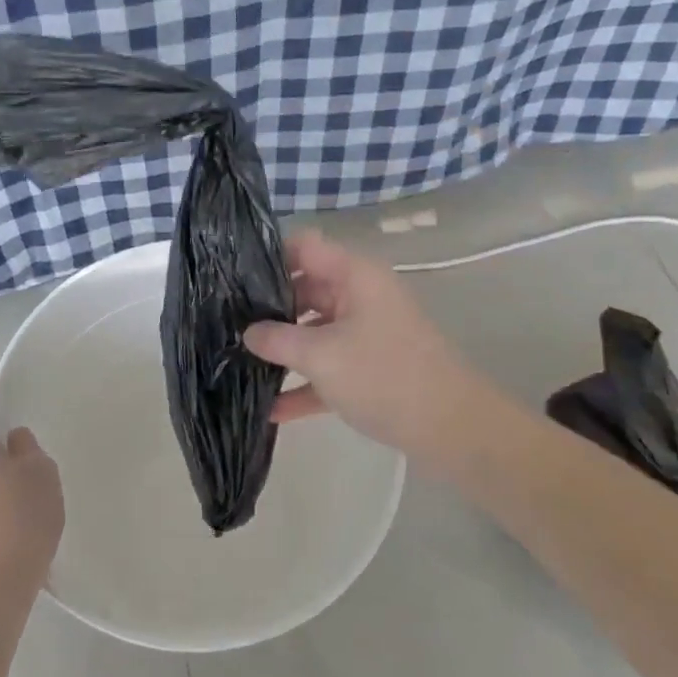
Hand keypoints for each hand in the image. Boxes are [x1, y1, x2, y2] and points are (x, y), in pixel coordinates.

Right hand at [245, 230, 491, 479]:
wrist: (453, 429)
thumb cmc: (385, 376)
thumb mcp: (321, 355)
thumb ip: (277, 340)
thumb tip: (248, 332)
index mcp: (353, 276)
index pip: (303, 246)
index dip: (268, 256)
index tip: (232, 279)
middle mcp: (359, 296)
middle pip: (304, 289)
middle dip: (267, 308)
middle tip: (225, 324)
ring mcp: (365, 333)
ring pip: (313, 330)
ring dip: (282, 349)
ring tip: (237, 362)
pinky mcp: (368, 369)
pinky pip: (327, 367)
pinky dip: (303, 384)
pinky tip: (269, 410)